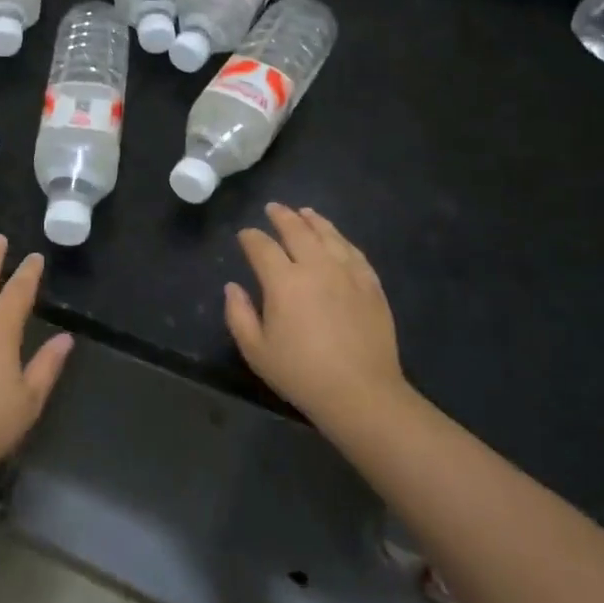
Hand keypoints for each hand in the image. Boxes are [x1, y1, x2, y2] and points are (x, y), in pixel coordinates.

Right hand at [224, 204, 408, 429]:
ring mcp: (347, 273)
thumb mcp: (256, 351)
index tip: (244, 235)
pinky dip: (341, 240)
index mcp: (283, 281)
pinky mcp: (371, 285)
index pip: (262, 247)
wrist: (362, 393)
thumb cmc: (302, 374)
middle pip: (297, 230)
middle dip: (282, 217)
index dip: (250, 237)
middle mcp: (316, 267)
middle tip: (273, 208)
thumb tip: (232, 287)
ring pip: (328, 235)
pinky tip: (337, 239)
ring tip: (305, 212)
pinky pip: (354, 252)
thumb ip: (238, 315)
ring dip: (313, 220)